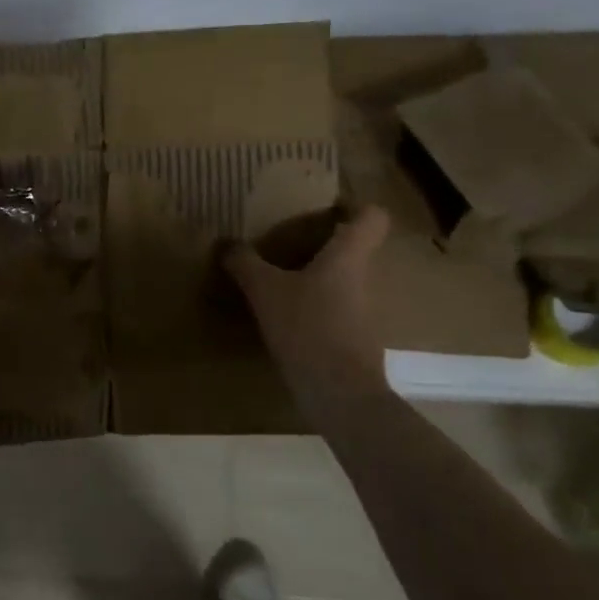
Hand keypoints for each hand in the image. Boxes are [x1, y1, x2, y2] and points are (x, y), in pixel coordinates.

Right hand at [225, 205, 393, 394]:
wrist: (340, 393)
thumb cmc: (308, 328)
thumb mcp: (265, 292)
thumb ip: (245, 264)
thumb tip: (226, 244)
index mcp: (349, 256)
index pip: (372, 216)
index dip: (353, 206)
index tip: (323, 208)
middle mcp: (366, 277)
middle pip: (356, 248)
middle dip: (325, 243)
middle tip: (289, 243)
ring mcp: (367, 310)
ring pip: (346, 280)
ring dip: (320, 277)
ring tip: (283, 281)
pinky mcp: (358, 338)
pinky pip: (340, 309)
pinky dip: (319, 307)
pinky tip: (290, 318)